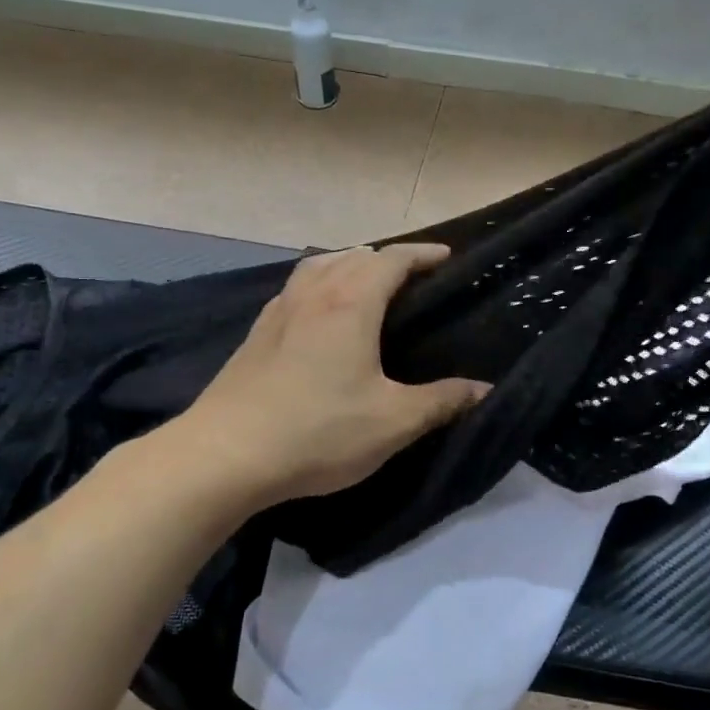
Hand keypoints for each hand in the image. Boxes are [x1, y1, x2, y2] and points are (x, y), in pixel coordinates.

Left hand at [174, 244, 490, 507]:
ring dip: (349, 264)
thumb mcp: (392, 422)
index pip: (392, 259)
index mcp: (350, 303)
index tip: (446, 258)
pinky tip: (320, 313)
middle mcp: (313, 294)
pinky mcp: (257, 333)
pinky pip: (297, 288)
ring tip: (368, 284)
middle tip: (415, 278)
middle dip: (389, 258)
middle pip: (354, 255)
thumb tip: (484, 389)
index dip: (422, 254)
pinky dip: (321, 283)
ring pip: (319, 266)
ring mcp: (279, 311)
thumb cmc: (317, 432)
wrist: (225, 455)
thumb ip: (441, 402)